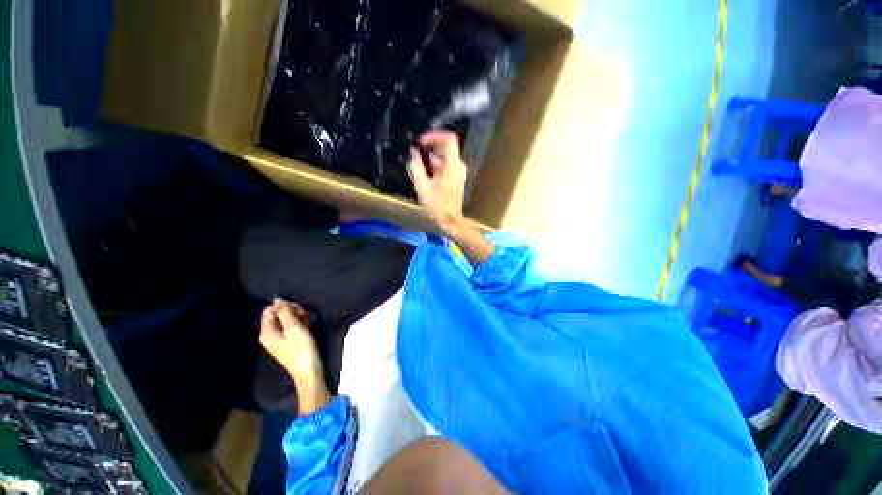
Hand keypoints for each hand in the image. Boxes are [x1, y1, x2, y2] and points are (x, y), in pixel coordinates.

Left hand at [259, 298, 321, 379]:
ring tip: (309, 320)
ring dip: (299, 317)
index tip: (298, 308)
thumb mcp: (293, 328)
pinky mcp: (289, 342)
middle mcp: (270, 335)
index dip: (284, 306)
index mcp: (267, 332)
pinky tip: (310, 326)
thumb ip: (285, 312)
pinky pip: (292, 327)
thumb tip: (277, 299)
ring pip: (287, 320)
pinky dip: (301, 324)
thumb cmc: (301, 348)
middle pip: (278, 315)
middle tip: (305, 314)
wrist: (309, 370)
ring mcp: (280, 339)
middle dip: (293, 311)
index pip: (270, 310)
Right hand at [408, 130, 467, 234]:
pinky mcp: (455, 178)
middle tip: (415, 150)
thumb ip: (416, 167)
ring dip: (430, 156)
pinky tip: (423, 171)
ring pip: (444, 157)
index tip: (420, 141)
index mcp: (452, 165)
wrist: (450, 221)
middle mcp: (458, 166)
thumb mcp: (422, 186)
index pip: (449, 139)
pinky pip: (445, 165)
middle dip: (430, 146)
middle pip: (445, 147)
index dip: (434, 135)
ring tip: (415, 161)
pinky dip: (434, 165)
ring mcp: (457, 172)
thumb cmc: (436, 206)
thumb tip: (413, 152)